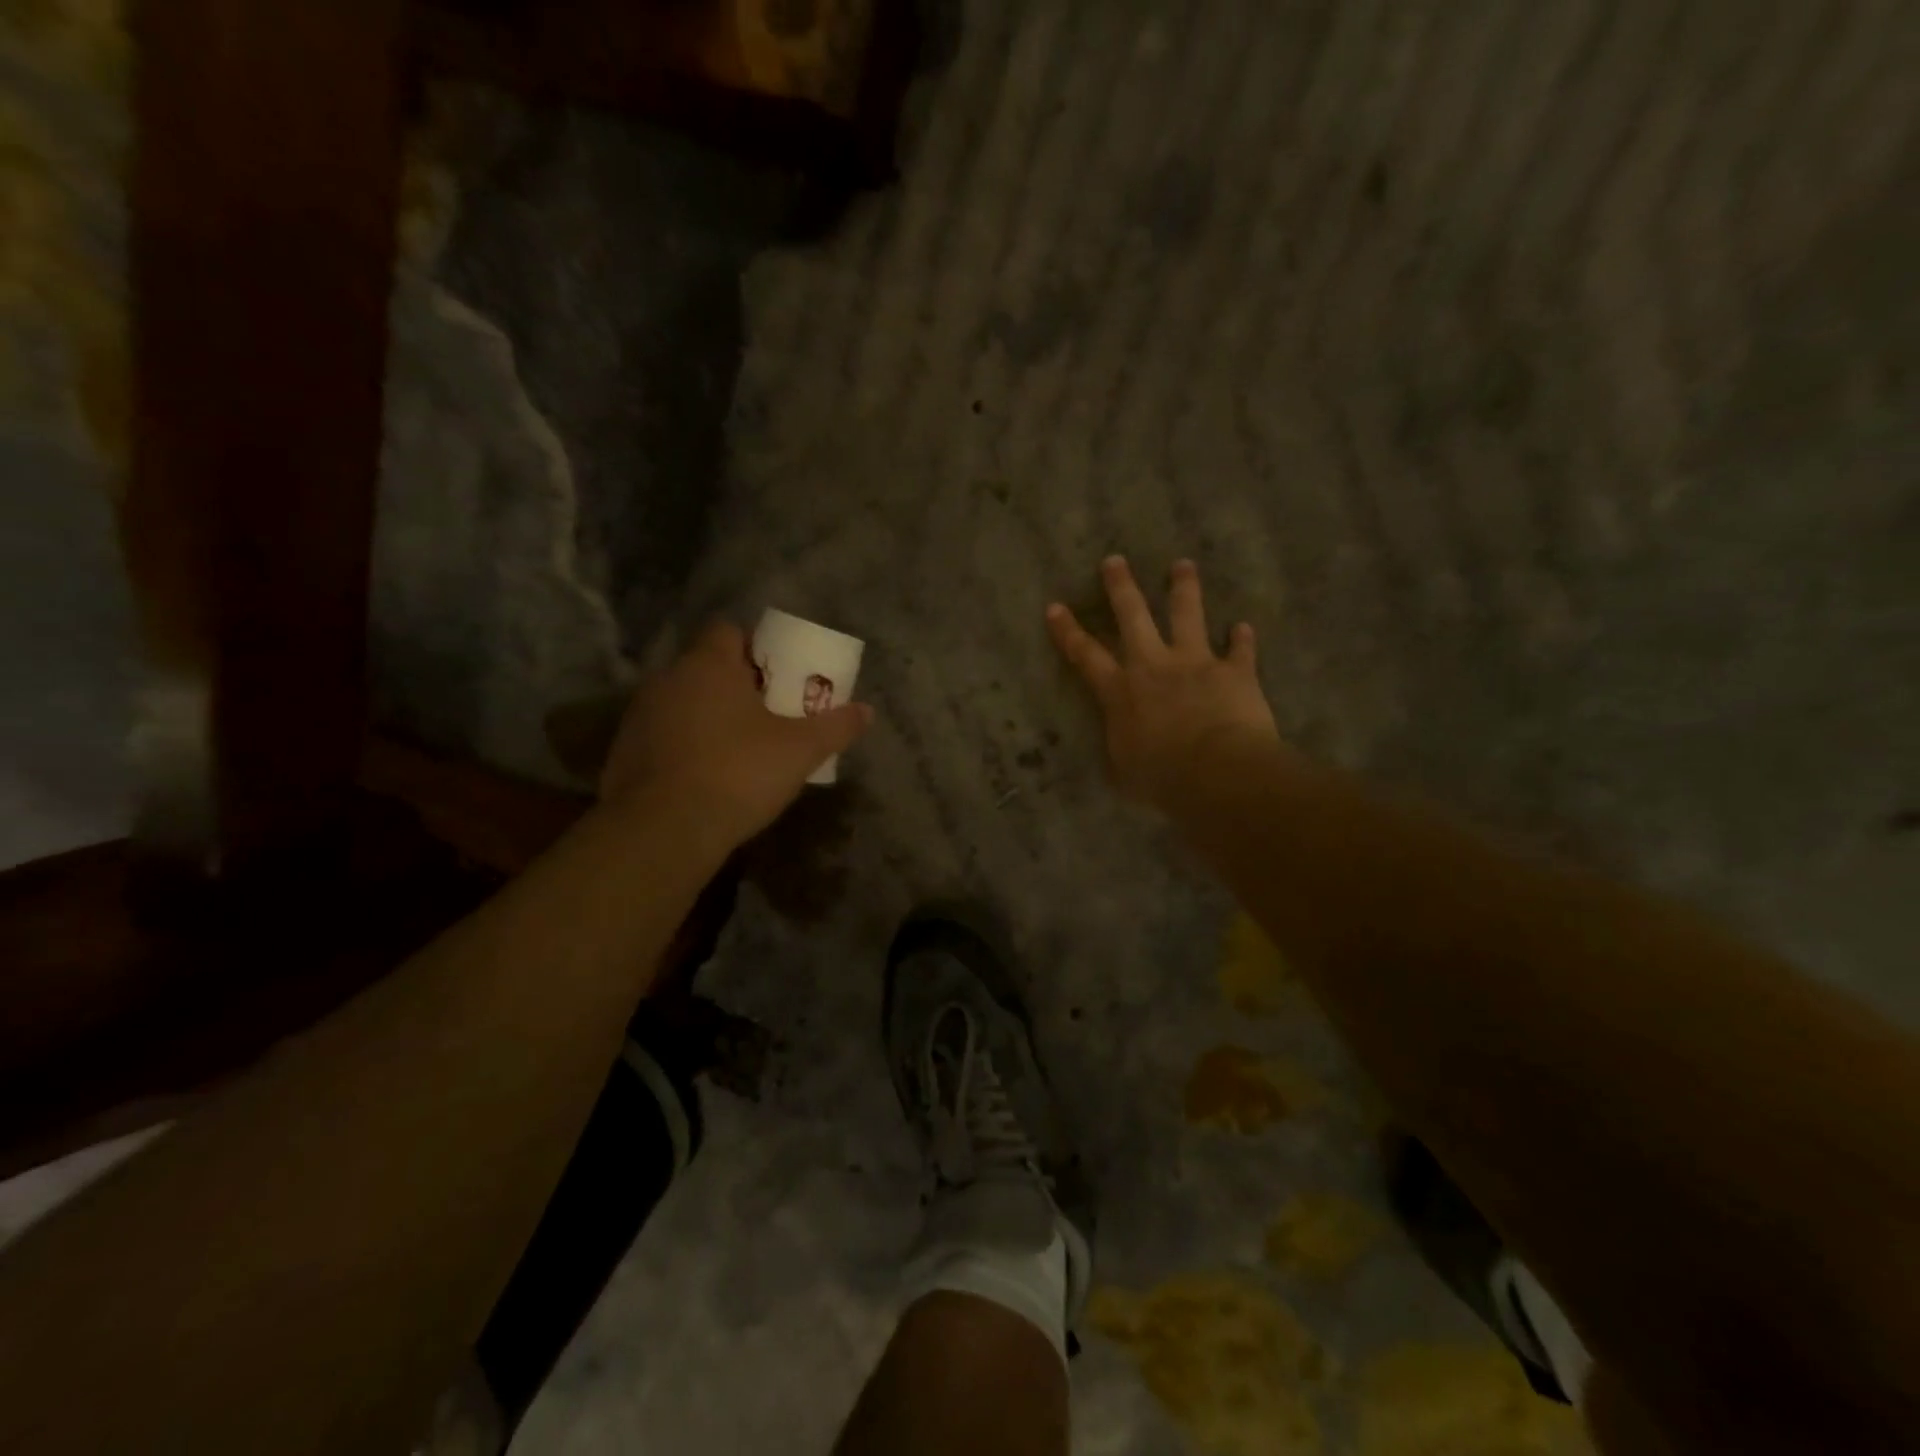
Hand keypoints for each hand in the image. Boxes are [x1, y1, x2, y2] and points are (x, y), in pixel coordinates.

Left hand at [600, 621, 872, 848]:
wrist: (663, 831)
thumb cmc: (738, 773)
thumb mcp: (800, 750)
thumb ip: (835, 727)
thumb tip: (867, 711)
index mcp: (708, 665)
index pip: (728, 631)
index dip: (756, 647)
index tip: (779, 676)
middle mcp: (667, 680)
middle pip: (707, 668)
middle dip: (738, 686)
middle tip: (769, 714)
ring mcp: (640, 716)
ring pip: (684, 703)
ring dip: (709, 716)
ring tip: (741, 748)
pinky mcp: (624, 753)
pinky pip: (664, 736)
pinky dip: (686, 747)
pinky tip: (707, 777)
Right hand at [1047, 557, 1282, 809]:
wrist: (1216, 772)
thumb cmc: (1161, 778)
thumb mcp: (1124, 774)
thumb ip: (1120, 752)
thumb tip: (1119, 749)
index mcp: (1120, 691)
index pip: (1086, 655)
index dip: (1068, 631)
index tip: (1056, 606)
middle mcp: (1153, 666)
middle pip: (1133, 616)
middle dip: (1121, 587)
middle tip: (1115, 560)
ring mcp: (1195, 663)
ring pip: (1187, 615)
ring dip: (1184, 588)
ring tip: (1183, 565)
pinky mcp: (1234, 671)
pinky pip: (1239, 650)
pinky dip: (1242, 639)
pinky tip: (1244, 628)